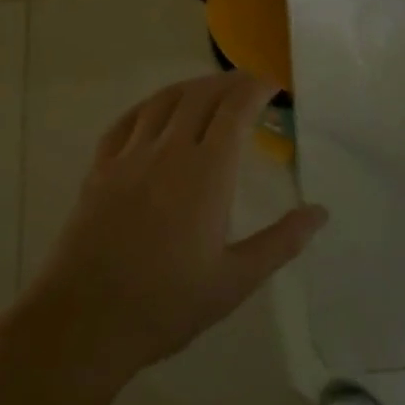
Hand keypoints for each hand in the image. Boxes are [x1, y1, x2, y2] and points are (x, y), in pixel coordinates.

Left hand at [23, 71, 328, 380]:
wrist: (84, 322)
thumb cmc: (167, 304)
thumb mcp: (234, 281)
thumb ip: (281, 242)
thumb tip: (320, 212)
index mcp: (206, 171)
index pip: (236, 108)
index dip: (257, 88)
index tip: (274, 87)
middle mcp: (168, 150)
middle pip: (201, 95)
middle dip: (229, 81)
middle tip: (248, 85)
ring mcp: (129, 156)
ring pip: (164, 101)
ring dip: (192, 86)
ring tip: (209, 89)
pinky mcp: (99, 169)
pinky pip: (127, 121)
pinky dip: (149, 105)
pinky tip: (156, 111)